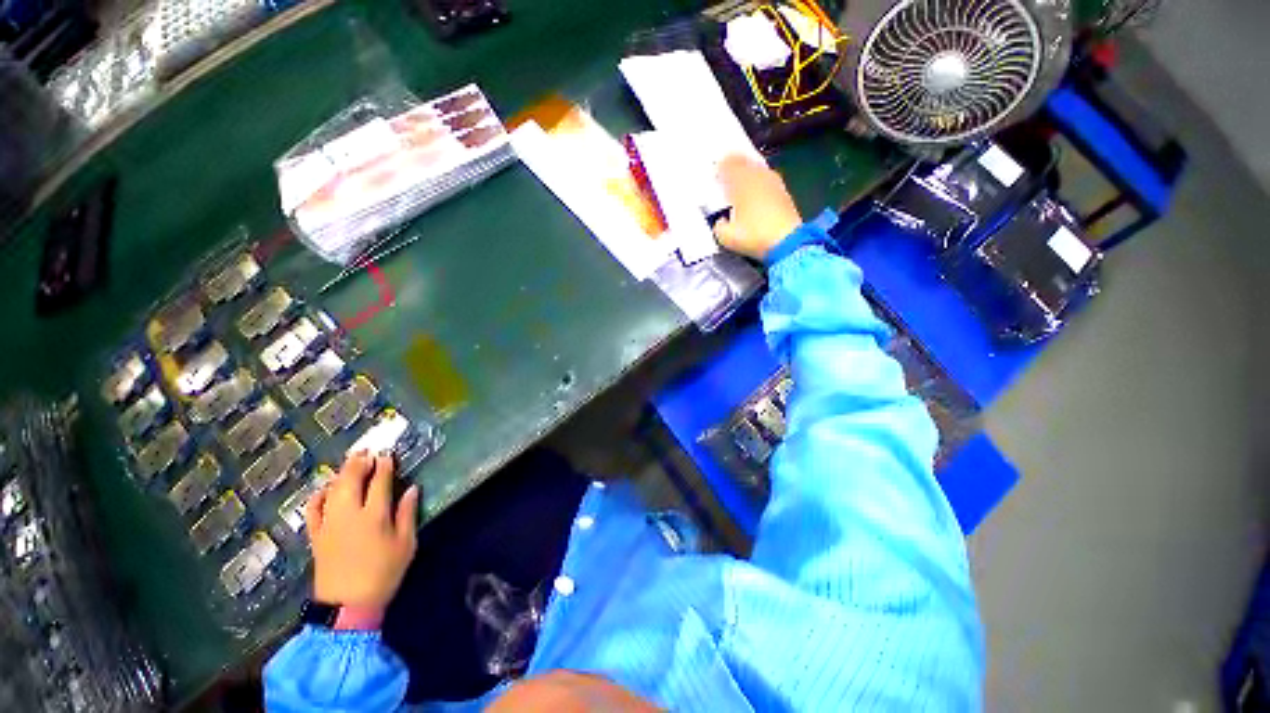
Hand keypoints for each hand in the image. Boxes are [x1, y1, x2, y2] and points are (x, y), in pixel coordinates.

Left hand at [306, 452, 418, 610]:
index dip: (383, 466)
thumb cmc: (384, 573)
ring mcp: (329, 524)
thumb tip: (411, 489)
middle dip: (359, 463)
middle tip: (366, 452)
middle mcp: (349, 514)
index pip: (379, 482)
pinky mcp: (316, 536)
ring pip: (332, 491)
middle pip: (352, 481)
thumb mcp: (406, 544)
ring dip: (341, 473)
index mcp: (374, 516)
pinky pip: (312, 511)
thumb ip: (407, 514)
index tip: (387, 455)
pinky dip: (317, 497)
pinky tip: (324, 489)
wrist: (348, 605)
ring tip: (350, 462)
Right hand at [713, 154, 803, 260]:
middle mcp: (757, 176)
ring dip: (748, 171)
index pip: (727, 165)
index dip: (719, 168)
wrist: (786, 242)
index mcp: (739, 182)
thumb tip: (721, 222)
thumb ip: (719, 226)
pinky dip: (759, 182)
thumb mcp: (726, 237)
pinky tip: (756, 192)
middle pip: (744, 161)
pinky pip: (767, 179)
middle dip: (734, 165)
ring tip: (741, 180)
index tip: (714, 173)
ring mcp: (773, 182)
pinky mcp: (784, 192)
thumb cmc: (753, 236)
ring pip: (757, 168)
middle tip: (727, 171)